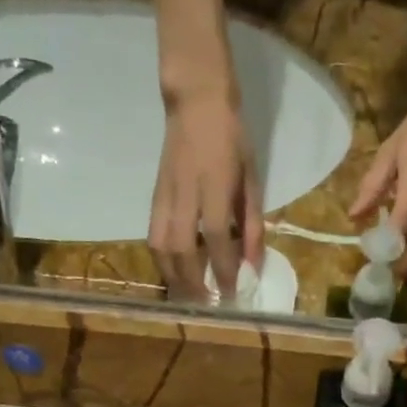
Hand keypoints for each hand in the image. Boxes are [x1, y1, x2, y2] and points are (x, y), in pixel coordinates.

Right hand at [150, 92, 265, 302]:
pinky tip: (174, 273)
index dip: (224, 269)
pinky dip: (162, 261)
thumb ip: (252, 223)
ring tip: (187, 297)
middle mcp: (185, 194)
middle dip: (193, 283)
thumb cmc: (232, 138)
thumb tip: (254, 264)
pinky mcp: (154, 196)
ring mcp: (165, 195)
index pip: (216, 238)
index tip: (233, 293)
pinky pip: (153, 236)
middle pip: (181, 250)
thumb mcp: (251, 179)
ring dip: (172, 277)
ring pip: (160, 246)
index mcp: (214, 186)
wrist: (196, 100)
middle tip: (207, 305)